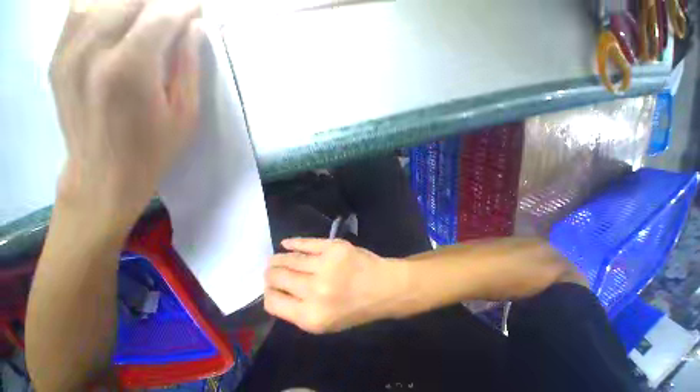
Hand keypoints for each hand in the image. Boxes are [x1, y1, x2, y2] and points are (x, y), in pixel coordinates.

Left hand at [51, 0, 201, 225]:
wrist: (104, 171)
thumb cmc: (155, 147)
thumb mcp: (185, 113)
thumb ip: (188, 66)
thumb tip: (195, 28)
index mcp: (130, 70)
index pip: (159, 16)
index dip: (183, 6)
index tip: (199, 8)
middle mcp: (92, 50)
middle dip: (160, 0)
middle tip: (177, 10)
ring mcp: (68, 51)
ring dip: (130, 0)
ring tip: (149, 11)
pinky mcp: (57, 56)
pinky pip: (78, 11)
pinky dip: (102, 4)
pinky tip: (117, 13)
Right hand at [264, 238, 404, 333]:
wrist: (382, 287)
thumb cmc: (356, 307)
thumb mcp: (326, 323)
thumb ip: (299, 311)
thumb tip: (277, 292)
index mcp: (311, 317)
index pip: (274, 303)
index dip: (268, 293)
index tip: (269, 287)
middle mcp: (315, 291)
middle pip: (280, 278)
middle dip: (271, 274)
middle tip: (269, 269)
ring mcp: (325, 265)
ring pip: (291, 259)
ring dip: (279, 258)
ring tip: (274, 258)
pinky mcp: (334, 247)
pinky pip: (307, 243)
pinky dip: (295, 242)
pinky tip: (286, 243)